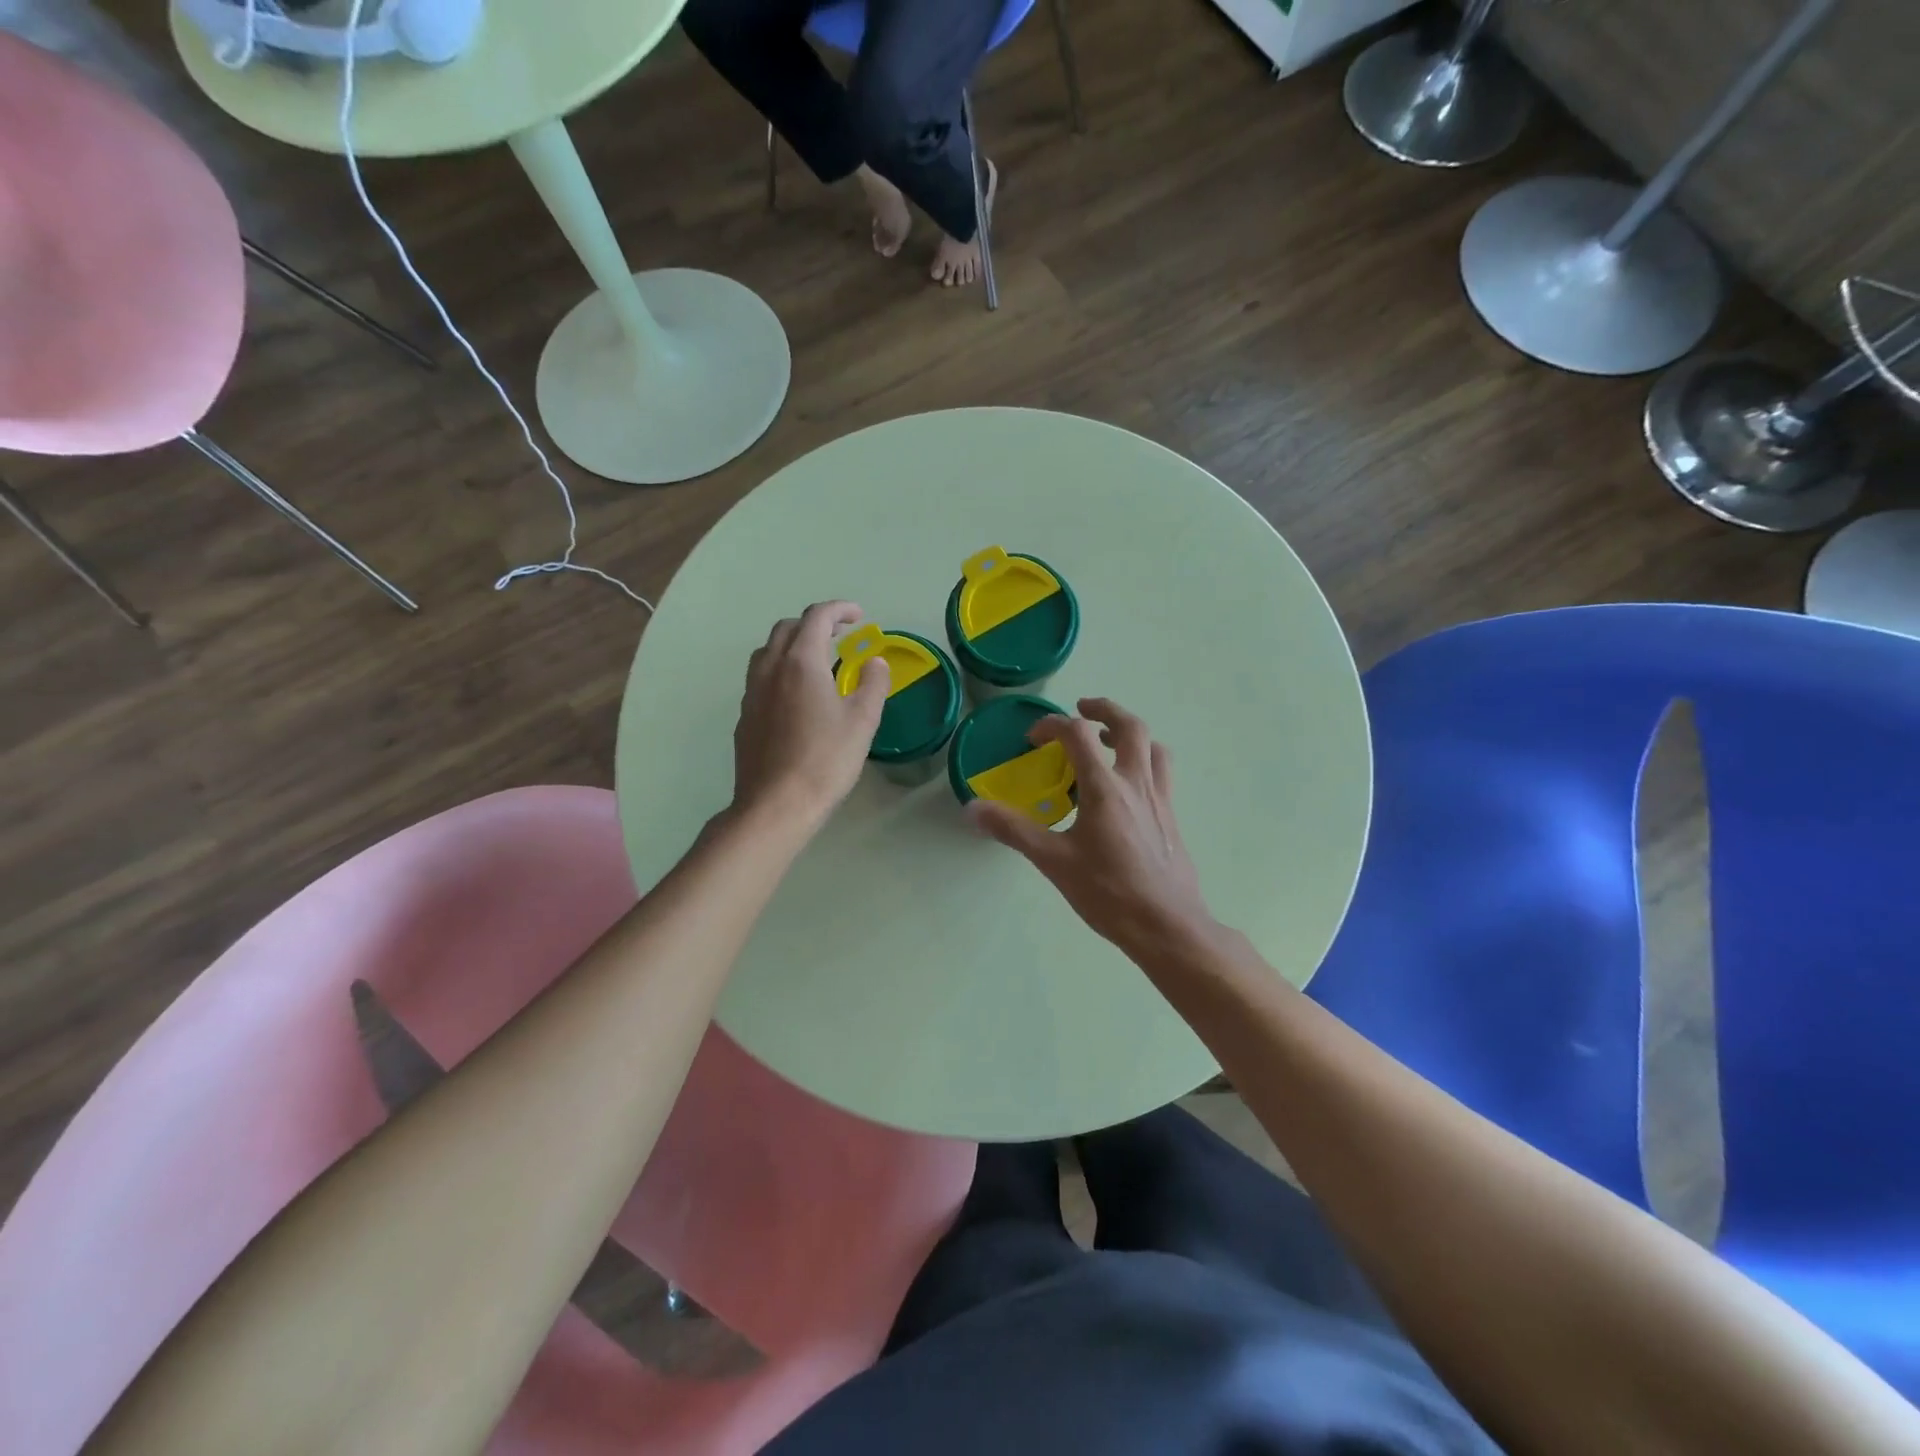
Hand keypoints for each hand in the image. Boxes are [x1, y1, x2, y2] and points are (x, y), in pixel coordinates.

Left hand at [730, 601, 889, 832]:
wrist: (776, 804)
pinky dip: (780, 671)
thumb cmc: (825, 760)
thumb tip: (874, 662)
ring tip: (816, 661)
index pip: (817, 617)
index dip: (839, 609)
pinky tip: (796, 696)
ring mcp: (752, 693)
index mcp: (800, 662)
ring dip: (792, 645)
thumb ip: (872, 684)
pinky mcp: (745, 717)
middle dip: (815, 623)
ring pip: (768, 652)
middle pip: (787, 628)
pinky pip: (761, 678)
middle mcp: (770, 669)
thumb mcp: (862, 721)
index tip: (859, 616)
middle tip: (840, 634)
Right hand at [969, 698, 1219, 963]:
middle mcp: (1137, 783)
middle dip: (1104, 709)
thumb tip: (972, 809)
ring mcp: (1160, 799)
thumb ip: (1013, 830)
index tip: (1033, 738)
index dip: (1052, 725)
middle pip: (1130, 726)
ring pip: (1153, 747)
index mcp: (1105, 788)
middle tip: (1082, 709)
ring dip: (1130, 734)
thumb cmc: (1108, 892)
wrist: (1167, 926)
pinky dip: (1144, 762)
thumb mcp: (1053, 861)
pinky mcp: (1172, 818)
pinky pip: (1162, 774)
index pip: (1078, 734)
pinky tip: (1127, 788)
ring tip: (1109, 742)